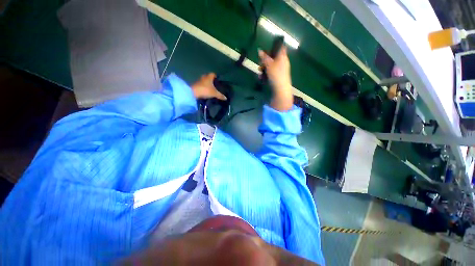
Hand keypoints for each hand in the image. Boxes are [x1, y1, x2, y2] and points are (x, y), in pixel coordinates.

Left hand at [191, 73, 226, 99]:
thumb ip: (220, 95)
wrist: (193, 93)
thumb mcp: (214, 93)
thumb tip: (226, 98)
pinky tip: (206, 91)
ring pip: (204, 81)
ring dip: (207, 83)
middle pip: (208, 77)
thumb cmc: (205, 90)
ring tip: (211, 88)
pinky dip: (204, 87)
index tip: (218, 80)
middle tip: (215, 84)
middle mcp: (204, 77)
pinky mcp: (196, 85)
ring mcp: (199, 80)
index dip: (216, 76)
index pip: (213, 74)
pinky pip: (201, 85)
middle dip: (211, 80)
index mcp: (209, 77)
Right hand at [258, 47, 292, 110]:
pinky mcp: (278, 77)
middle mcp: (283, 62)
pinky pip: (271, 72)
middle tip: (260, 63)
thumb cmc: (276, 74)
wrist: (281, 89)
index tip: (266, 50)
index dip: (274, 46)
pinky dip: (266, 73)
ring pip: (271, 66)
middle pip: (273, 57)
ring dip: (264, 68)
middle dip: (265, 60)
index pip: (280, 47)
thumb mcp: (269, 65)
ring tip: (259, 72)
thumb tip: (259, 50)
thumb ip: (264, 57)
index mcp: (282, 56)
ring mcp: (281, 70)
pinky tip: (261, 77)